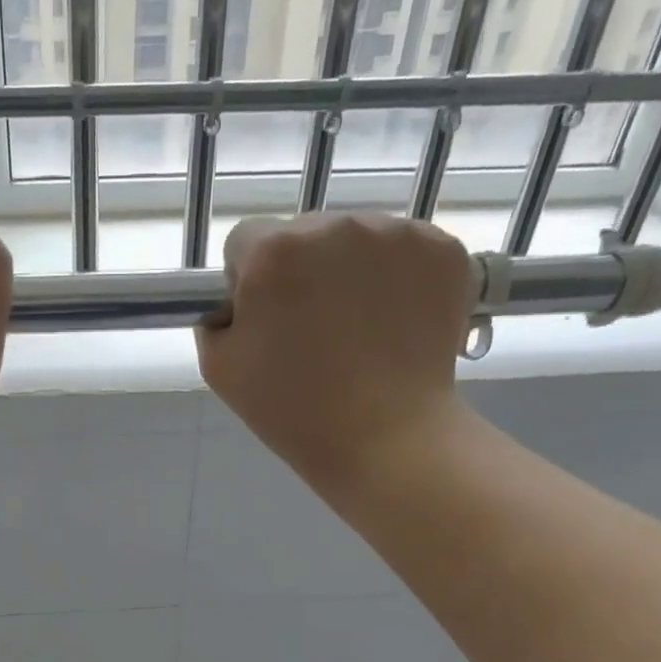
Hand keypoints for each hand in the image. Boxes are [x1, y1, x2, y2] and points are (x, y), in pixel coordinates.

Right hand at [199, 212, 476, 491]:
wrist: (386, 437)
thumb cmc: (293, 411)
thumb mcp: (220, 368)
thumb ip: (217, 316)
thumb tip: (239, 296)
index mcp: (273, 251)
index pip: (245, 241)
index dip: (248, 282)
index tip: (266, 321)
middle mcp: (335, 224)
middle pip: (304, 234)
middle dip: (302, 271)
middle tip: (314, 332)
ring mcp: (396, 233)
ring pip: (356, 240)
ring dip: (350, 272)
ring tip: (358, 331)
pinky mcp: (443, 249)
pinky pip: (404, 251)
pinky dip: (397, 278)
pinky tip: (395, 323)